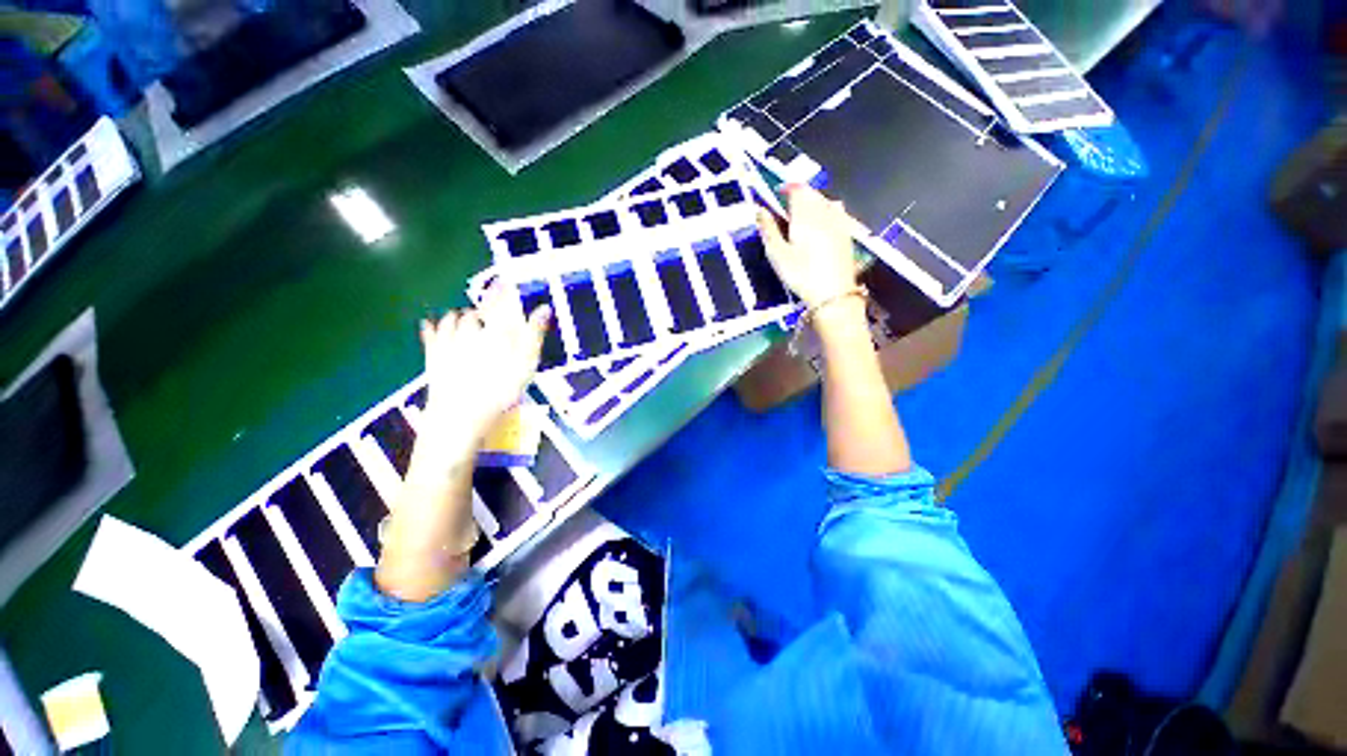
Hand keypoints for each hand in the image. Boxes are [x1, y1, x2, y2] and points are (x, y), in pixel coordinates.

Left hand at [420, 283, 550, 437]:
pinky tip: (429, 324)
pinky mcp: (433, 357)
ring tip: (465, 320)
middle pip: (474, 314)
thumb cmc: (501, 388)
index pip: (500, 305)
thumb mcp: (527, 363)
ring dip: (459, 317)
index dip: (503, 293)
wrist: (461, 413)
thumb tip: (544, 308)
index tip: (505, 283)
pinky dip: (431, 327)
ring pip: (452, 321)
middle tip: (488, 317)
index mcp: (495, 330)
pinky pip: (430, 335)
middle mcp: (470, 330)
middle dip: (481, 313)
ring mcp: (448, 343)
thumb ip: (534, 334)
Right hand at [757, 186, 858, 309]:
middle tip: (787, 206)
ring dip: (814, 202)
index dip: (787, 187)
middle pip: (813, 194)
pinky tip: (824, 224)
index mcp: (805, 215)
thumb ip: (768, 229)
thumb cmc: (801, 274)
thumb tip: (759, 210)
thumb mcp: (777, 254)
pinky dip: (827, 213)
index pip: (798, 189)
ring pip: (826, 202)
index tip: (778, 193)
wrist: (833, 294)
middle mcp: (824, 213)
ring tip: (803, 214)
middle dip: (800, 195)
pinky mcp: (847, 235)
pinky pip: (838, 214)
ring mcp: (839, 223)